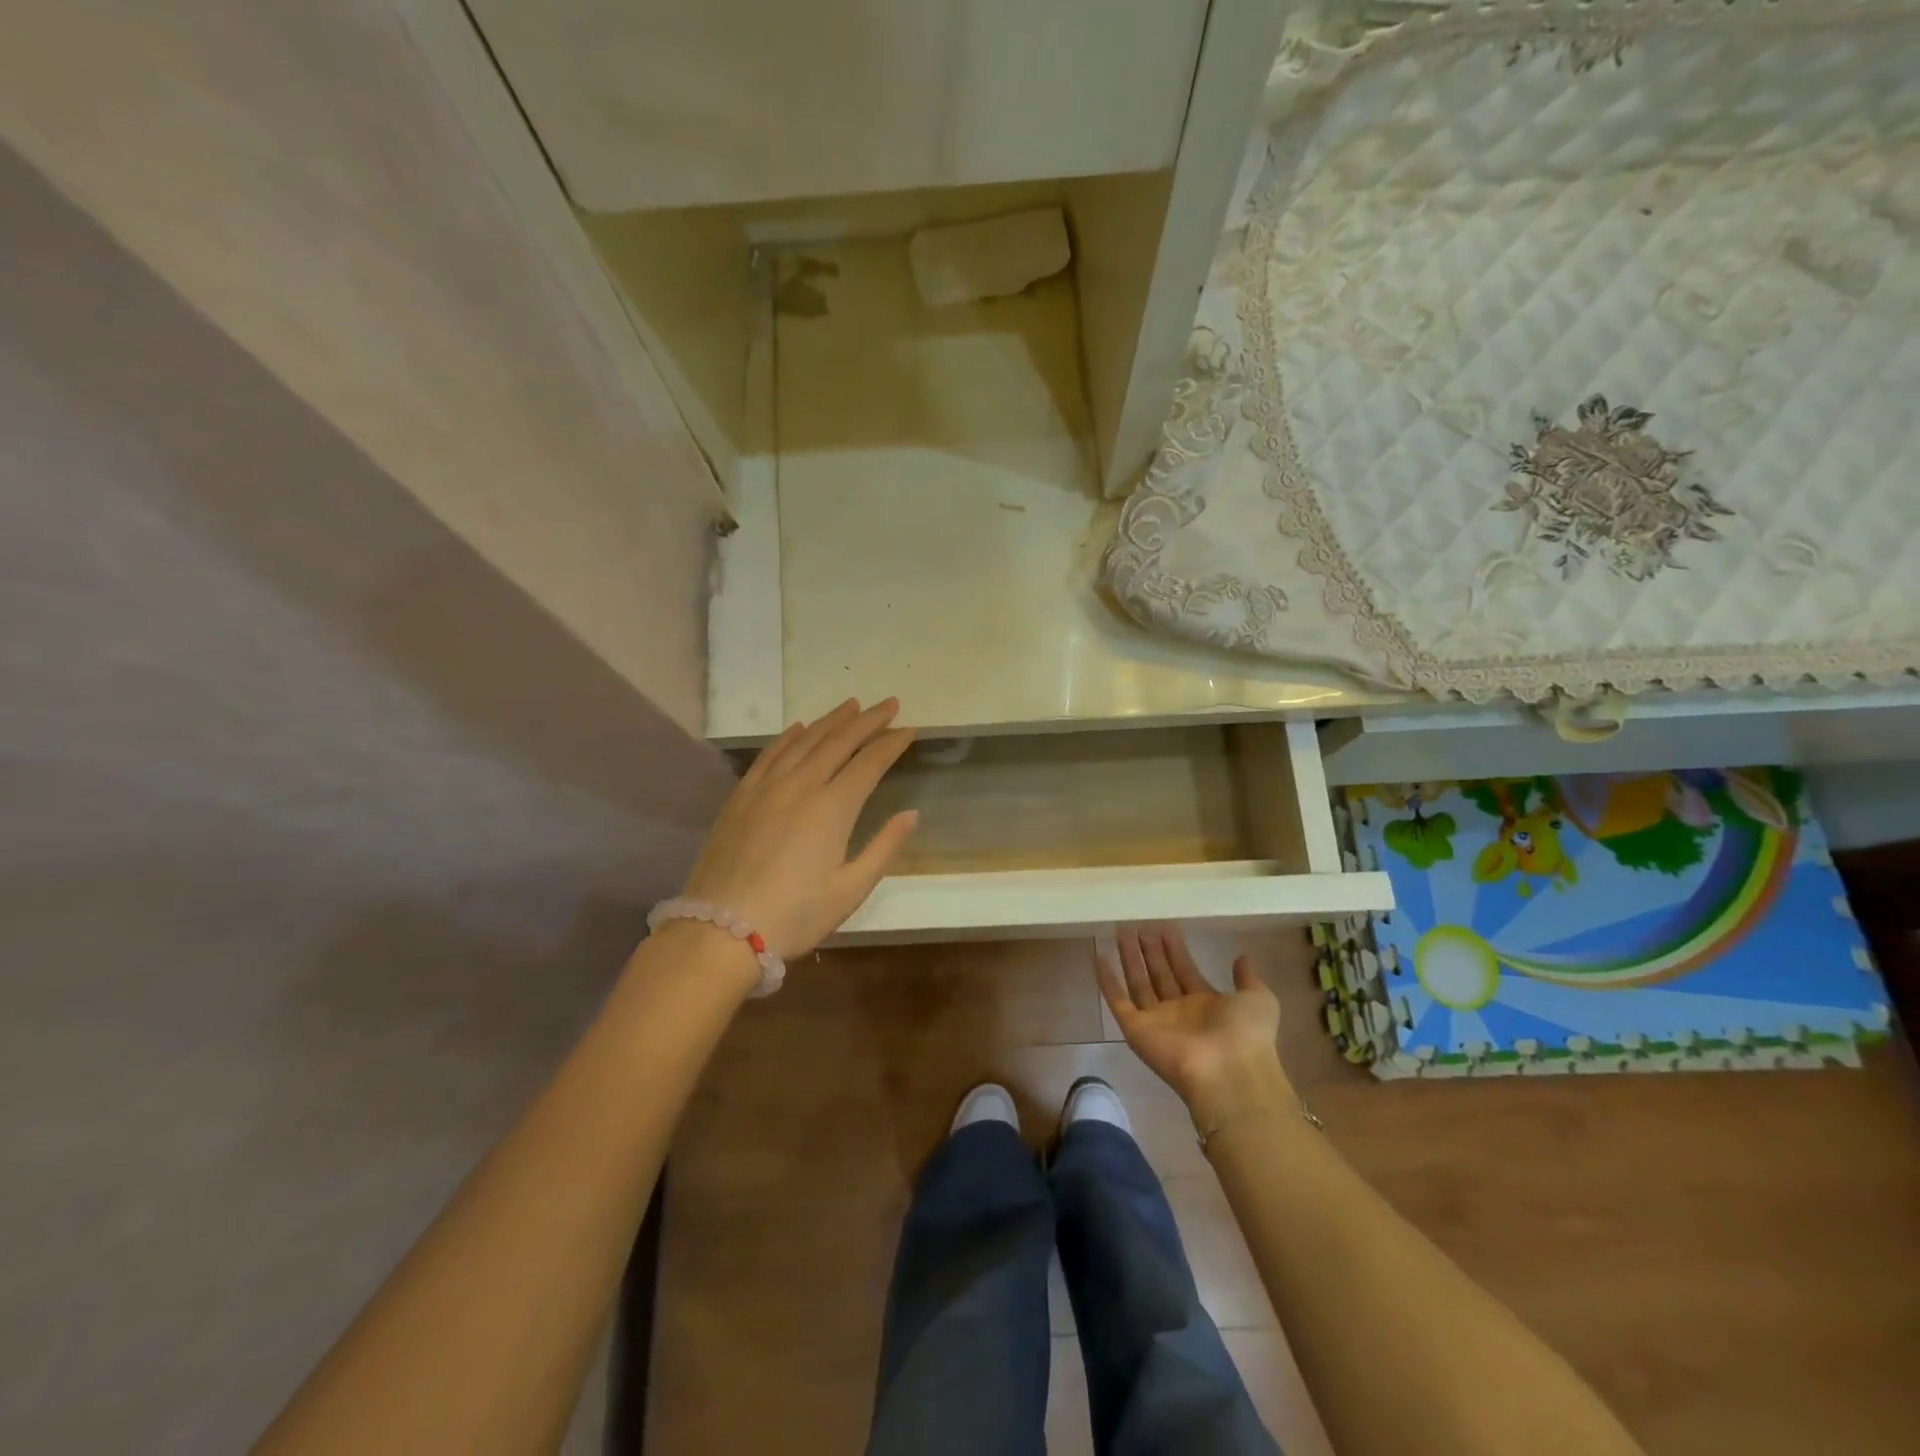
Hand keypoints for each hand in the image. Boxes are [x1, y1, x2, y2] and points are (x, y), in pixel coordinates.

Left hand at [682, 699, 917, 957]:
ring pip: (804, 741)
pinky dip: (787, 737)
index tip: (908, 728)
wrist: (721, 931)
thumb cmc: (795, 916)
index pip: (869, 763)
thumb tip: (911, 814)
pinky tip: (799, 728)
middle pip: (838, 742)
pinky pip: (769, 755)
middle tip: (888, 704)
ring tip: (850, 706)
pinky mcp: (741, 797)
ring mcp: (766, 788)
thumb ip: (884, 847)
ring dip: (830, 721)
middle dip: (867, 721)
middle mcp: (801, 786)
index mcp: (833, 808)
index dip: (891, 743)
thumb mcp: (850, 890)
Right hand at [1097, 925, 1292, 1127]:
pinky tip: (1098, 956)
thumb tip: (1241, 956)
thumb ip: (1247, 978)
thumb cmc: (1246, 1034)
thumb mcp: (1258, 999)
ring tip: (1121, 930)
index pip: (1184, 971)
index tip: (1165, 927)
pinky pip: (1117, 1000)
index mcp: (1206, 1005)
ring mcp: (1155, 1020)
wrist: (1229, 1073)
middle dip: (1149, 950)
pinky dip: (1106, 980)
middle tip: (1139, 924)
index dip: (1175, 950)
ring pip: (1138, 982)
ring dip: (1129, 957)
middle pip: (1159, 974)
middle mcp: (1178, 1011)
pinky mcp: (1135, 1029)